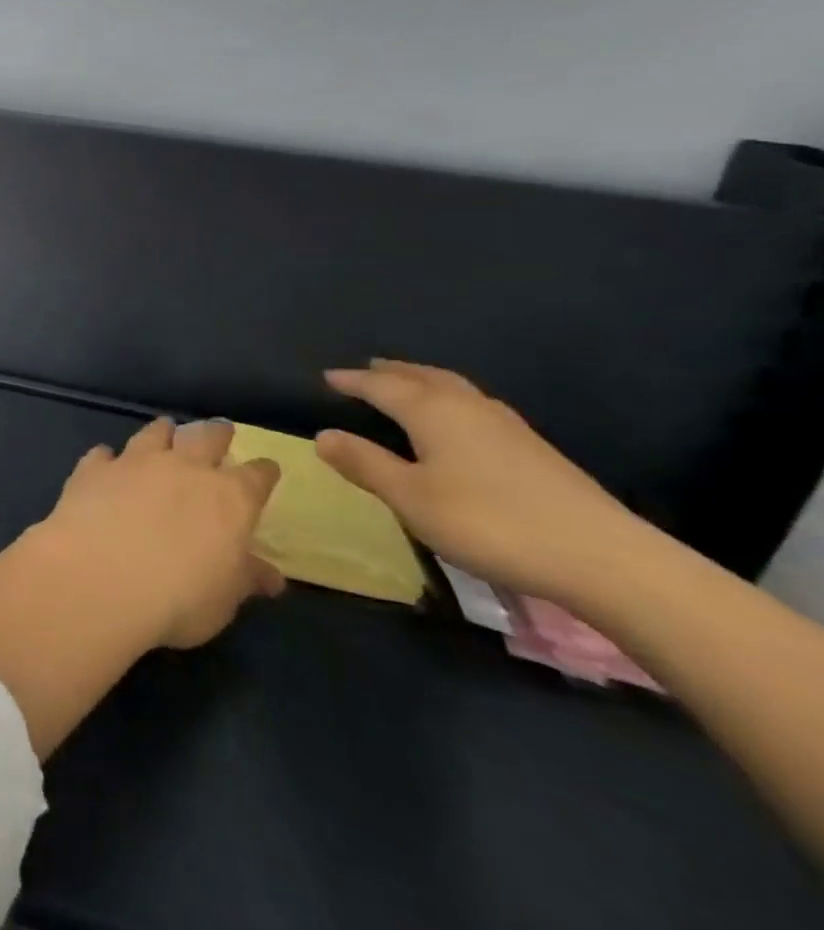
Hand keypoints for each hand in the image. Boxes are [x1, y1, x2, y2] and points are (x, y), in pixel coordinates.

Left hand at [43, 417, 284, 650]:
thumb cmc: (178, 597)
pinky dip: (108, 457)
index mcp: (228, 498)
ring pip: (154, 434)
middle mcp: (184, 468)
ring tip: (166, 428)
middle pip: (205, 438)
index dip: (264, 472)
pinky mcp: (94, 468)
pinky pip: (103, 454)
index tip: (267, 468)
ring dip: (163, 432)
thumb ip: (245, 578)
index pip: (256, 477)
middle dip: (216, 433)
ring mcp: (135, 462)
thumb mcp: (224, 598)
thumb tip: (271, 576)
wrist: (99, 576)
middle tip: (220, 429)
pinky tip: (106, 459)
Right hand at [318, 359, 639, 602]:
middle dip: (392, 371)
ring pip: (454, 388)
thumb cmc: (490, 523)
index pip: (381, 386)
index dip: (352, 381)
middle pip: (422, 377)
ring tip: (408, 385)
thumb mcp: (411, 498)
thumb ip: (365, 464)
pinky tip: (459, 422)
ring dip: (424, 381)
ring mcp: (507, 427)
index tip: (328, 376)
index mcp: (432, 411)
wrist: (606, 559)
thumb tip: (323, 434)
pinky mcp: (535, 450)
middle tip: (367, 369)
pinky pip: (476, 406)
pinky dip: (452, 401)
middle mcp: (467, 406)